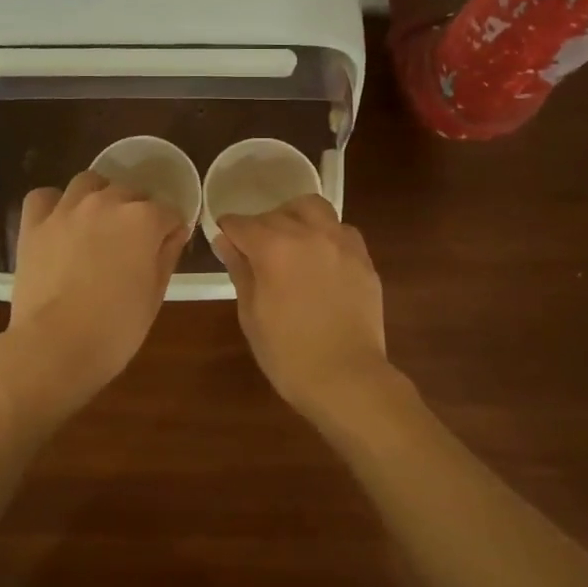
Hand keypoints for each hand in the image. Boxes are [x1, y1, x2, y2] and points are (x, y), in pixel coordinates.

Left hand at [0, 171, 189, 408]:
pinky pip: (45, 197)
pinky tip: (60, 222)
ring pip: (89, 183)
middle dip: (137, 213)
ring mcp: (67, 210)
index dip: (170, 230)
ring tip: (98, 225)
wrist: (55, 347)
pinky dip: (55, 204)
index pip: (168, 212)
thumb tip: (173, 234)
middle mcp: (106, 202)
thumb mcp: (155, 295)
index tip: (167, 248)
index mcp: (143, 220)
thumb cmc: (116, 328)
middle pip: (130, 193)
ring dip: (99, 198)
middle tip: (133, 244)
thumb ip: (166, 255)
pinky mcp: (34, 224)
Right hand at [213, 196, 390, 420]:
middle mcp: (309, 234)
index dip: (228, 230)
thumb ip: (240, 271)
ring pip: (313, 208)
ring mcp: (341, 243)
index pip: (241, 224)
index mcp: (274, 248)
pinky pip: (341, 230)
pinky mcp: (363, 258)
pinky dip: (325, 234)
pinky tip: (321, 257)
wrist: (347, 378)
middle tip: (253, 249)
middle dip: (259, 226)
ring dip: (295, 217)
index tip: (224, 240)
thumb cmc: (288, 354)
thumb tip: (225, 241)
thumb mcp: (251, 314)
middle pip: (276, 214)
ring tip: (290, 241)